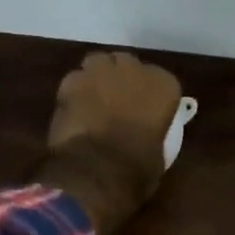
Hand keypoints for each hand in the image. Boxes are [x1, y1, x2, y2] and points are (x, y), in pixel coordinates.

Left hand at [36, 51, 181, 234]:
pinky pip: (74, 79)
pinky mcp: (71, 81)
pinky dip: (74, 91)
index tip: (144, 109)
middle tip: (116, 101)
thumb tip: (147, 138)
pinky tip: (72, 110)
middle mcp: (134, 70)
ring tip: (93, 99)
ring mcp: (100, 72)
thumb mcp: (159, 154)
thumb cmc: (136, 169)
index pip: (160, 80)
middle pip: (127, 64)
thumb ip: (154, 133)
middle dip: (122, 78)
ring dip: (97, 77)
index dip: (149, 94)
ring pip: (98, 63)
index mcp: (164, 86)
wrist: (96, 172)